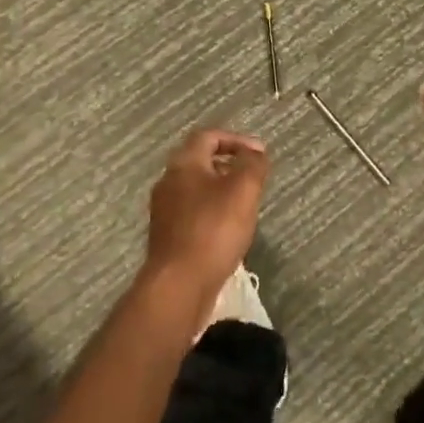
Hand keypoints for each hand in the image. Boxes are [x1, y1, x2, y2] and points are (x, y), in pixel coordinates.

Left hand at [144, 128, 268, 304]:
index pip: (208, 136)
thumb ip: (252, 164)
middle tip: (253, 178)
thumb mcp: (243, 190)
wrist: (178, 286)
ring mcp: (164, 212)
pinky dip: (212, 214)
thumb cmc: (213, 230)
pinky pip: (192, 215)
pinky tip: (228, 232)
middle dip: (229, 165)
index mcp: (184, 164)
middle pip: (200, 162)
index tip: (259, 153)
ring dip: (220, 191)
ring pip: (196, 189)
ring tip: (245, 205)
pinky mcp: (167, 238)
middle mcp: (168, 182)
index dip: (235, 140)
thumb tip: (255, 152)